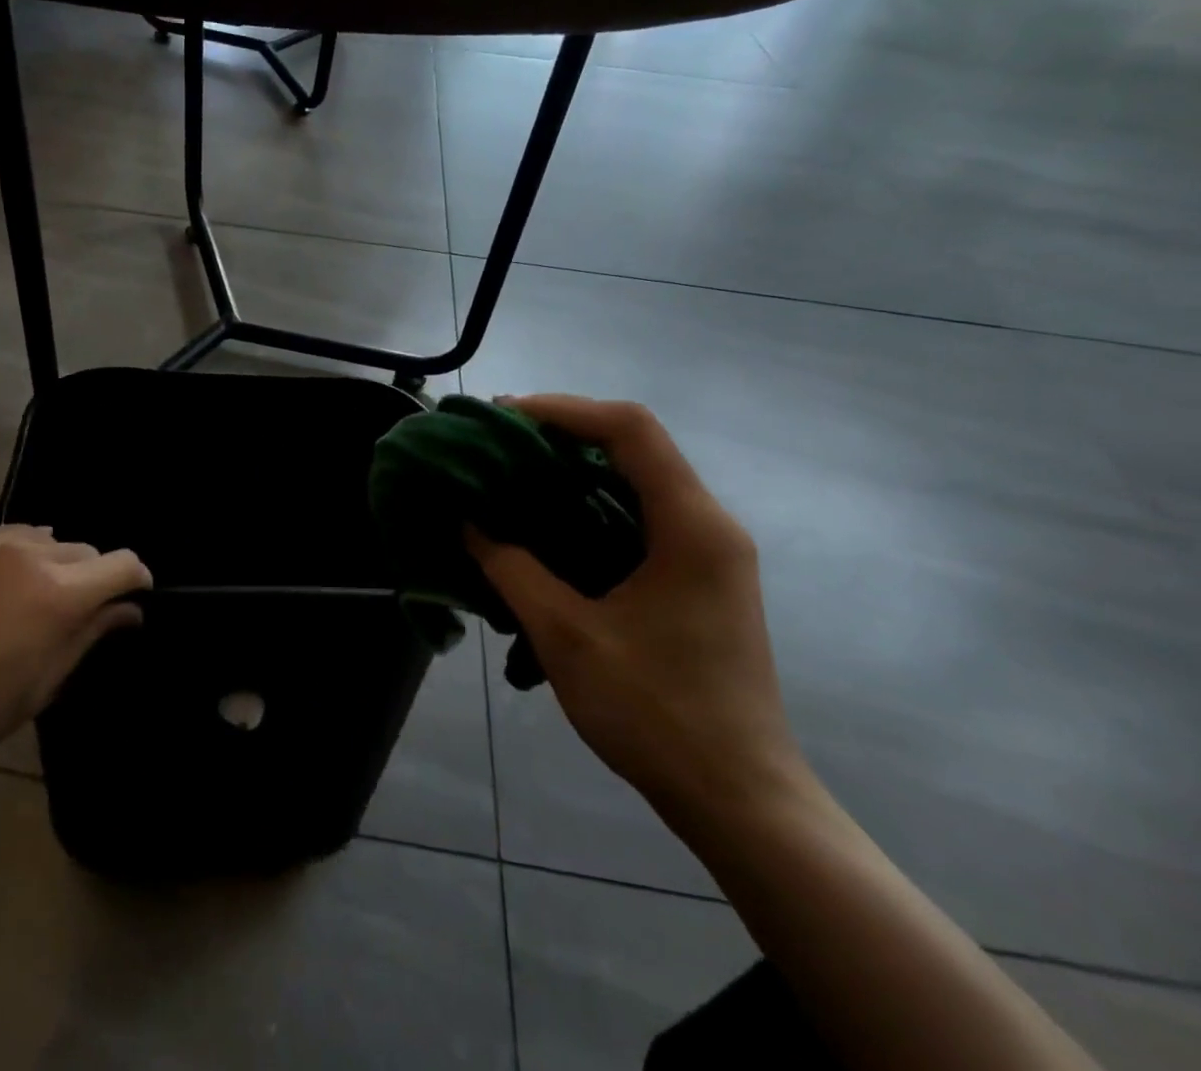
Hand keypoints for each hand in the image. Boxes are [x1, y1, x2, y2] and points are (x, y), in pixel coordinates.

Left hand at [0, 525, 149, 773]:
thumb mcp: (44, 682)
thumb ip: (91, 633)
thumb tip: (131, 609)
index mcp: (58, 592)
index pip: (121, 563)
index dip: (135, 578)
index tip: (133, 594)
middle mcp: (28, 553)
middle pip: (81, 549)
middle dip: (87, 575)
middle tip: (67, 610)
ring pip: (39, 537)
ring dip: (44, 561)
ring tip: (22, 595)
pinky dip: (2, 556)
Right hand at [467, 395, 811, 835]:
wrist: (740, 801)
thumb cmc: (656, 713)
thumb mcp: (566, 635)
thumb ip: (510, 569)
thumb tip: (468, 522)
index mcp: (691, 527)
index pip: (630, 429)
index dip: (563, 409)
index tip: (503, 417)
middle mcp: (709, 526)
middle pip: (635, 445)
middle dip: (563, 433)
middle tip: (498, 443)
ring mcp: (710, 554)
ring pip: (638, 479)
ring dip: (575, 468)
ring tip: (514, 476)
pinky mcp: (699, 580)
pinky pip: (641, 516)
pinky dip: (591, 505)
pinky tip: (549, 527)